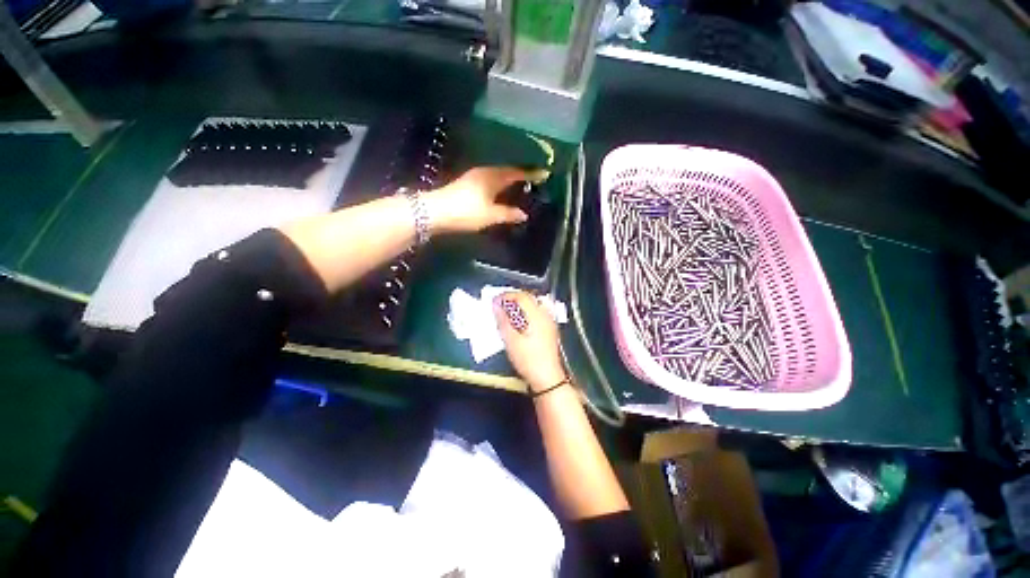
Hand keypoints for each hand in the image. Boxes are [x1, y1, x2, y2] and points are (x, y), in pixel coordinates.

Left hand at [424, 167, 529, 234]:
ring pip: (497, 176)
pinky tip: (500, 192)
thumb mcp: (490, 215)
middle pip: (506, 172)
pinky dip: (499, 185)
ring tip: (519, 186)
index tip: (544, 173)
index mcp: (492, 176)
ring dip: (508, 181)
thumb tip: (524, 214)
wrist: (435, 212)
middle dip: (520, 175)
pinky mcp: (467, 184)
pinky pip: (490, 181)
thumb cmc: (466, 211)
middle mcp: (484, 172)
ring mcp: (474, 177)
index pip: (516, 173)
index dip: (530, 174)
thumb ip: (508, 213)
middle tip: (533, 180)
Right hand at [493, 291, 566, 392]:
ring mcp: (549, 320)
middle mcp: (545, 314)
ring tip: (508, 311)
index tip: (495, 301)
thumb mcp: (511, 340)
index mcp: (536, 314)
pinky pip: (538, 311)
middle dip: (513, 299)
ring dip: (520, 304)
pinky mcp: (550, 328)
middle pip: (528, 297)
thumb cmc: (528, 359)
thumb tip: (496, 306)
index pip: (520, 296)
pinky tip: (521, 320)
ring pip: (534, 303)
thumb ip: (503, 320)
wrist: (547, 376)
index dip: (506, 296)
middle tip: (500, 305)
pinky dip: (528, 311)